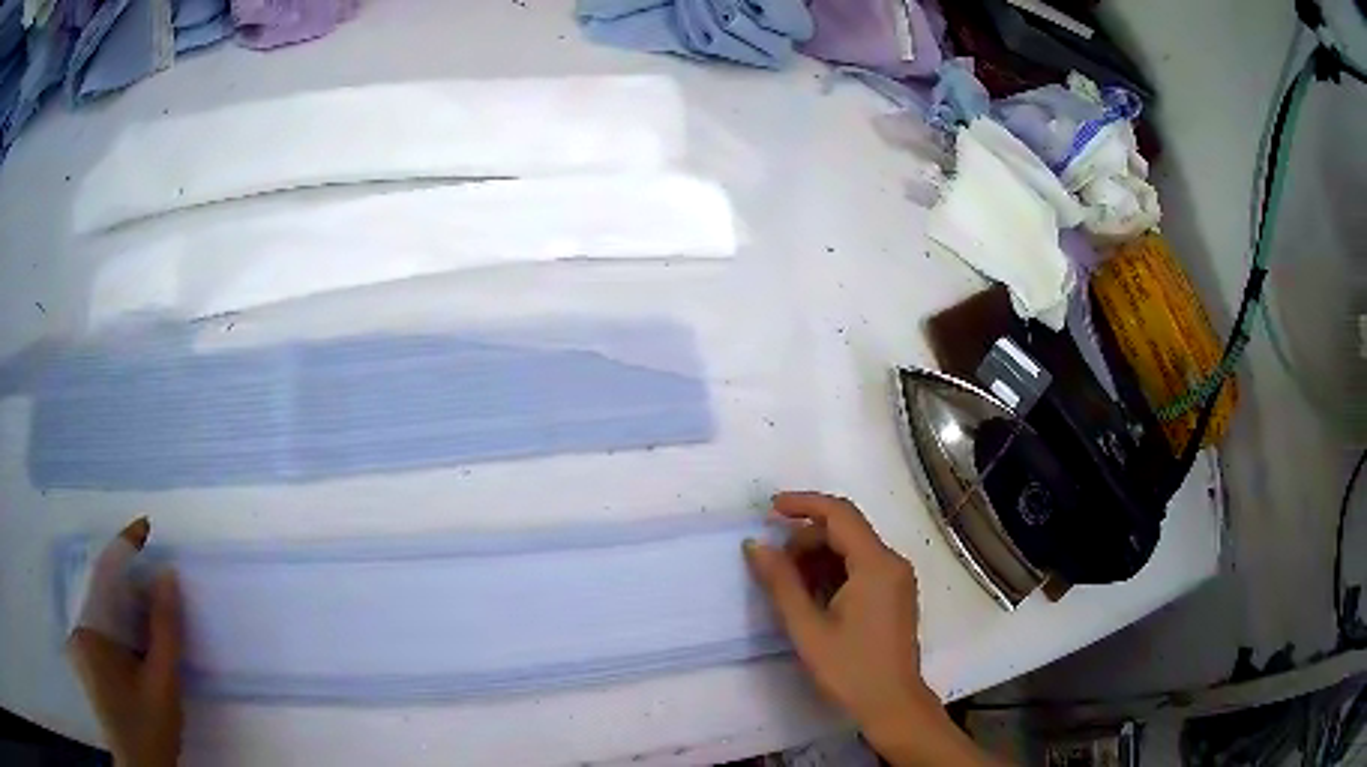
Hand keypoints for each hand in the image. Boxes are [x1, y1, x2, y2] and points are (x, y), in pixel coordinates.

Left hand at [67, 518, 183, 766]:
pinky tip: (132, 641)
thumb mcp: (163, 686)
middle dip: (127, 581)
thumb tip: (168, 576)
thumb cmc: (150, 732)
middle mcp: (77, 626)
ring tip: (148, 615)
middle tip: (157, 587)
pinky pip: (96, 625)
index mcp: (90, 629)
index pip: (104, 572)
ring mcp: (77, 643)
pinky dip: (115, 623)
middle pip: (99, 589)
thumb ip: (165, 630)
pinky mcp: (82, 658)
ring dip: (122, 604)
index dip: (124, 546)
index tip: (147, 526)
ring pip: (98, 608)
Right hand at [744, 493, 924, 731]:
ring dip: (818, 557)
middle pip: (846, 531)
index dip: (803, 504)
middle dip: (806, 539)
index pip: (839, 514)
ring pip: (852, 549)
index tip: (769, 509)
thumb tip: (756, 544)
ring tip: (788, 584)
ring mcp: (897, 579)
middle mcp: (892, 562)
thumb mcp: (807, 627)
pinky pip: (861, 567)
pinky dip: (833, 571)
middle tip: (773, 565)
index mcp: (876, 564)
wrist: (891, 703)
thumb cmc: (849, 669)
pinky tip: (811, 596)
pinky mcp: (894, 594)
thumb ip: (781, 582)